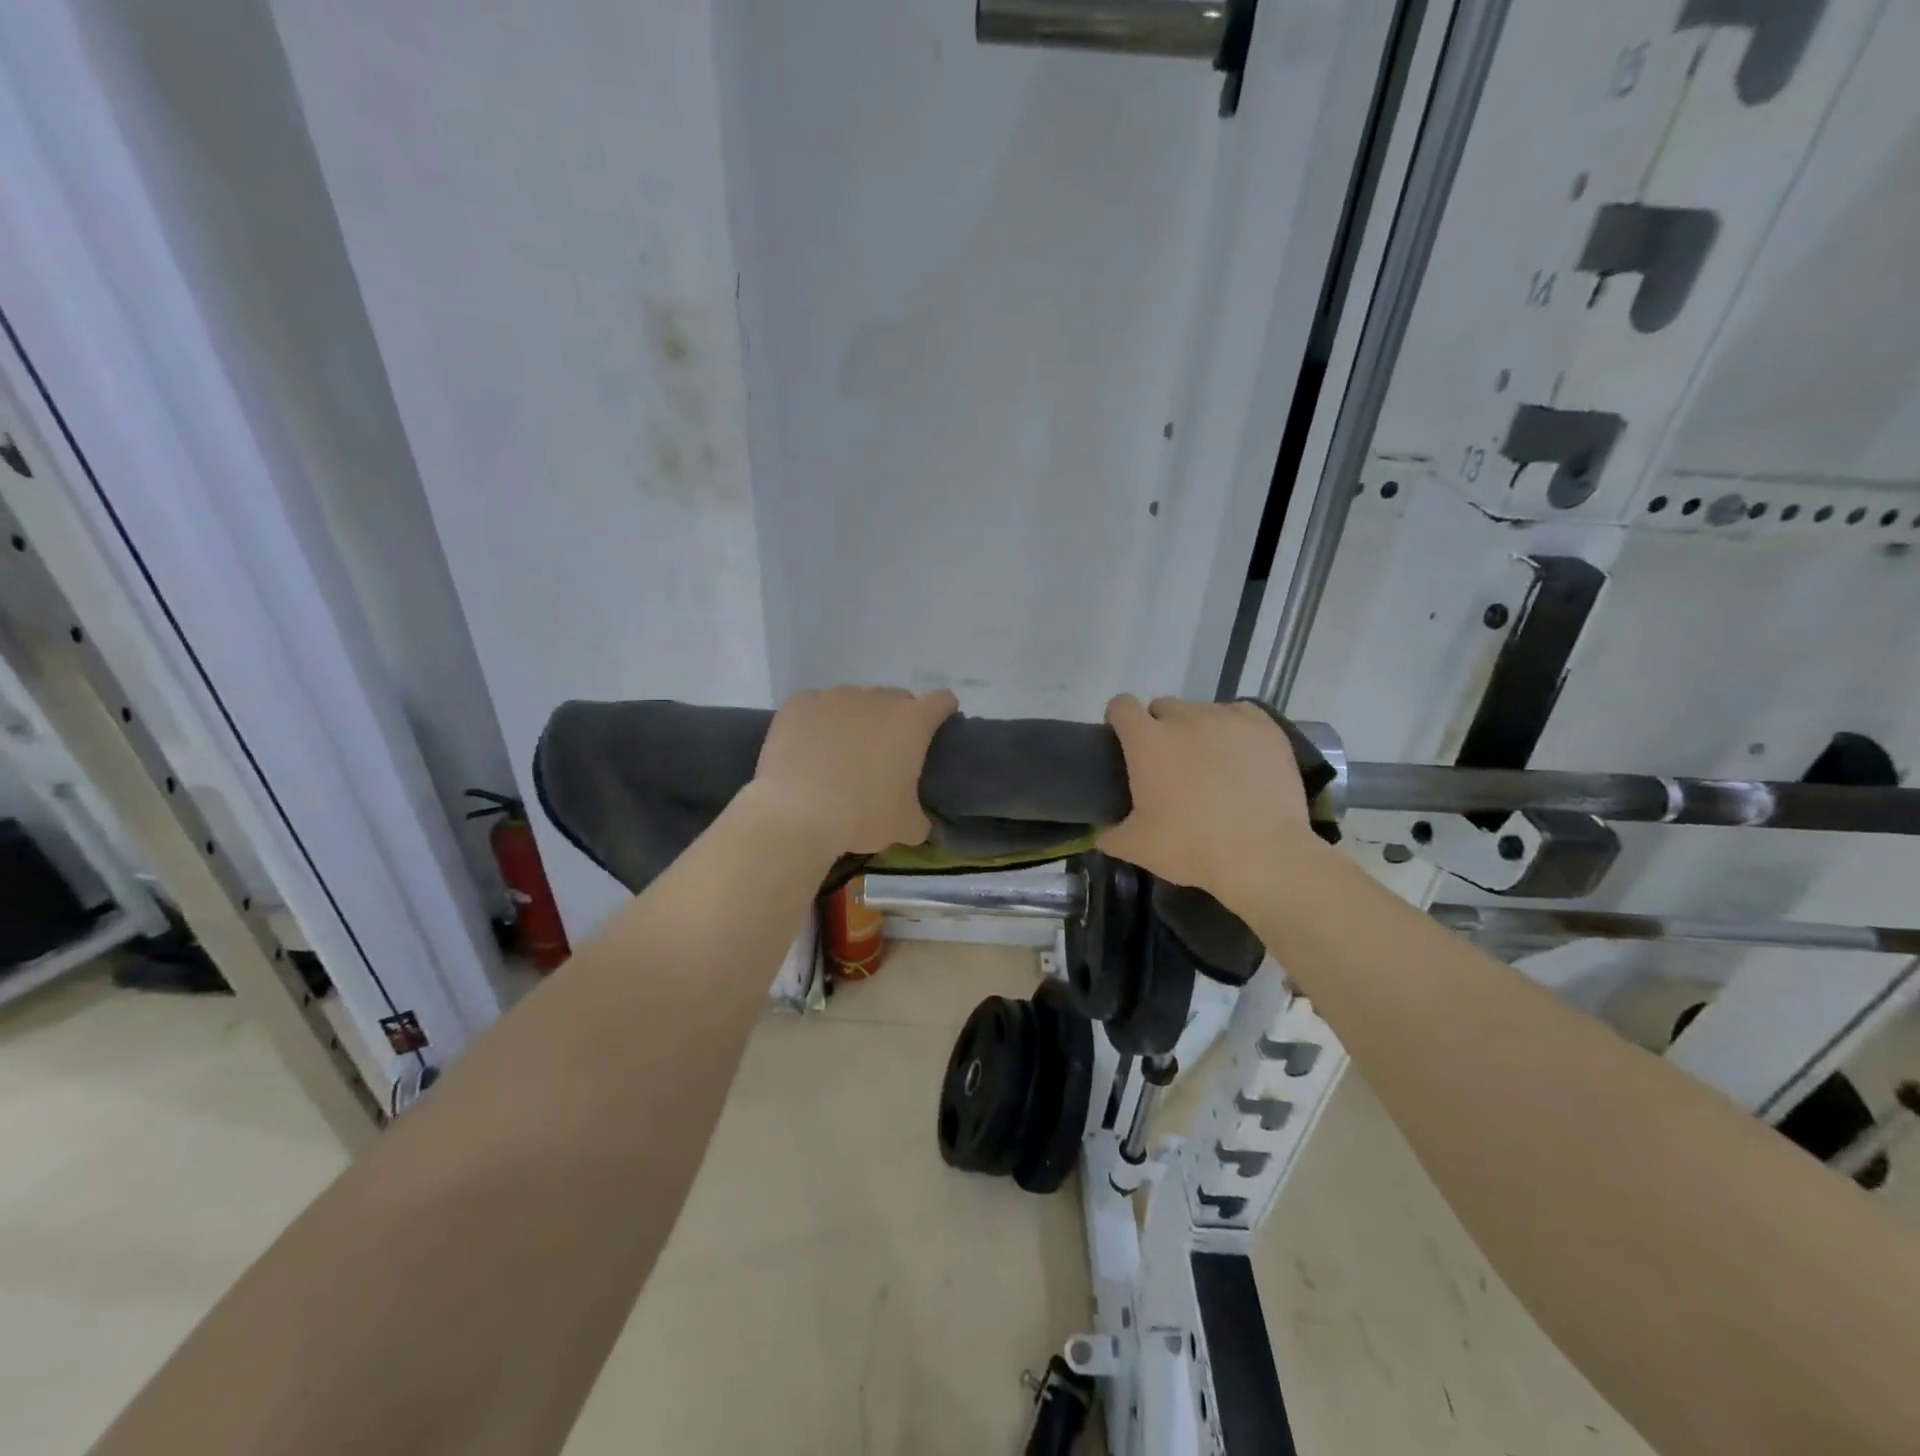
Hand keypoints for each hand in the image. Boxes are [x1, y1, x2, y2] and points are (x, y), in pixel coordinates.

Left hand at [748, 685, 957, 854]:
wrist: (797, 814)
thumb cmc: (862, 816)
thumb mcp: (905, 827)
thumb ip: (921, 819)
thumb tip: (922, 823)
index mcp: (911, 722)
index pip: (942, 701)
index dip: (943, 712)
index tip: (936, 730)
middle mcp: (876, 699)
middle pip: (896, 699)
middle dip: (894, 720)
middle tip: (883, 755)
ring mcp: (835, 697)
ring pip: (854, 701)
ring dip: (854, 720)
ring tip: (839, 754)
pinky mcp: (799, 703)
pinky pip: (815, 706)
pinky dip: (816, 722)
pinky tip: (806, 749)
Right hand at [1097, 695, 1325, 909]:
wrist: (1263, 855)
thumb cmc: (1191, 847)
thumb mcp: (1137, 848)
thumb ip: (1110, 835)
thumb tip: (1102, 832)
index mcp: (1147, 741)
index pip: (1122, 706)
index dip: (1119, 719)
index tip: (1123, 740)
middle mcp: (1185, 718)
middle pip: (1163, 706)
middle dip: (1160, 727)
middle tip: (1169, 762)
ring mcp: (1226, 718)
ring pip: (1202, 711)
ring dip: (1197, 729)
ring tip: (1210, 763)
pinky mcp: (1263, 726)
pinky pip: (1239, 714)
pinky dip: (1233, 729)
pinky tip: (1240, 755)